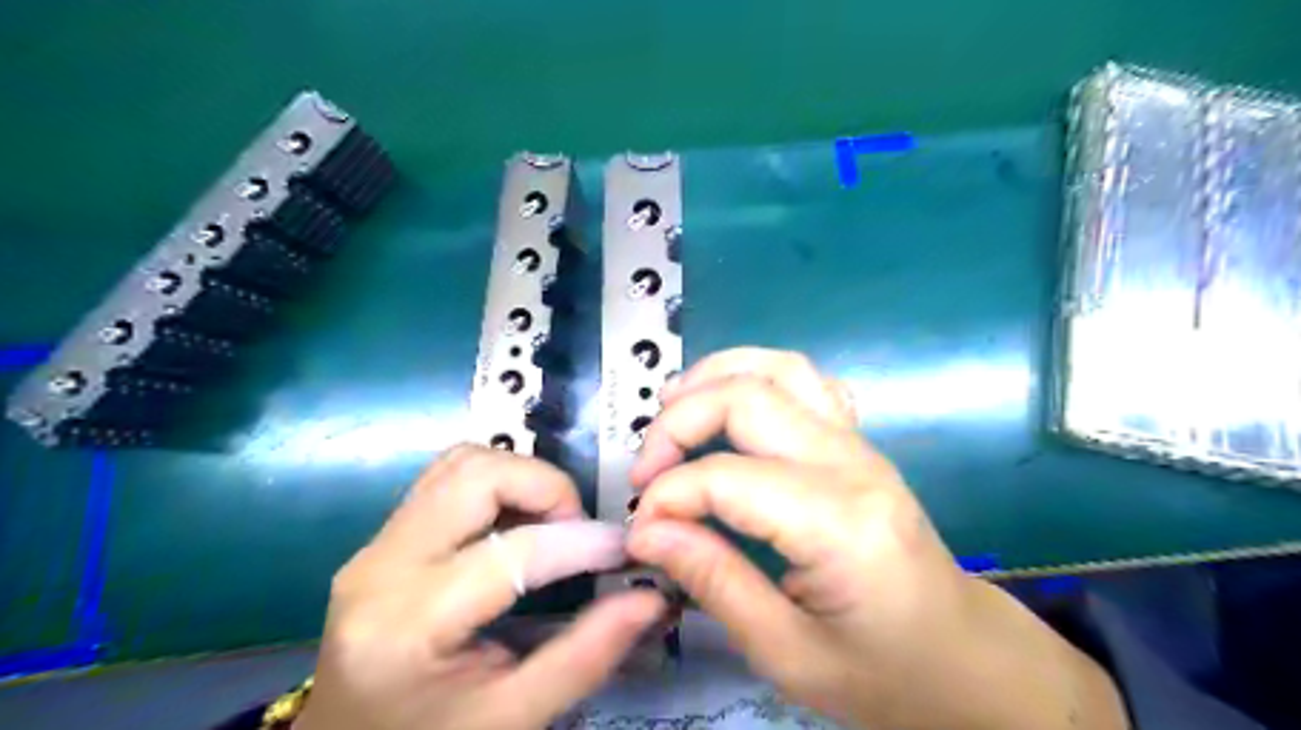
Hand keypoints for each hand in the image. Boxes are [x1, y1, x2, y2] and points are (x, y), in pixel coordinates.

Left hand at [297, 445, 664, 729]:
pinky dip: (495, 482)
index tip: (623, 548)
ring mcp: (374, 545)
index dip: (581, 542)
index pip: (512, 553)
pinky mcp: (381, 537)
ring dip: (520, 478)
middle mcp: (380, 568)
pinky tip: (516, 522)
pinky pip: (446, 477)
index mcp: (409, 626)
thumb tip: (651, 597)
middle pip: (477, 476)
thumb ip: (588, 654)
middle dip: (546, 487)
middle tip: (576, 530)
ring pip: (461, 462)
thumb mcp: (515, 716)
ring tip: (549, 524)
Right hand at [624, 349, 1122, 729]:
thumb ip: (714, 582)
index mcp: (839, 524)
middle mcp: (851, 464)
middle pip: (748, 398)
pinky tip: (728, 404)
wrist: (964, 656)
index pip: (728, 478)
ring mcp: (859, 443)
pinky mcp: (858, 441)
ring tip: (669, 409)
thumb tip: (646, 532)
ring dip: (713, 376)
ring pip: (778, 368)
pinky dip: (755, 375)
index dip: (668, 495)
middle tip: (645, 469)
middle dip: (678, 422)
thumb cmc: (883, 672)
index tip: (640, 529)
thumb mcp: (788, 654)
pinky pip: (804, 380)